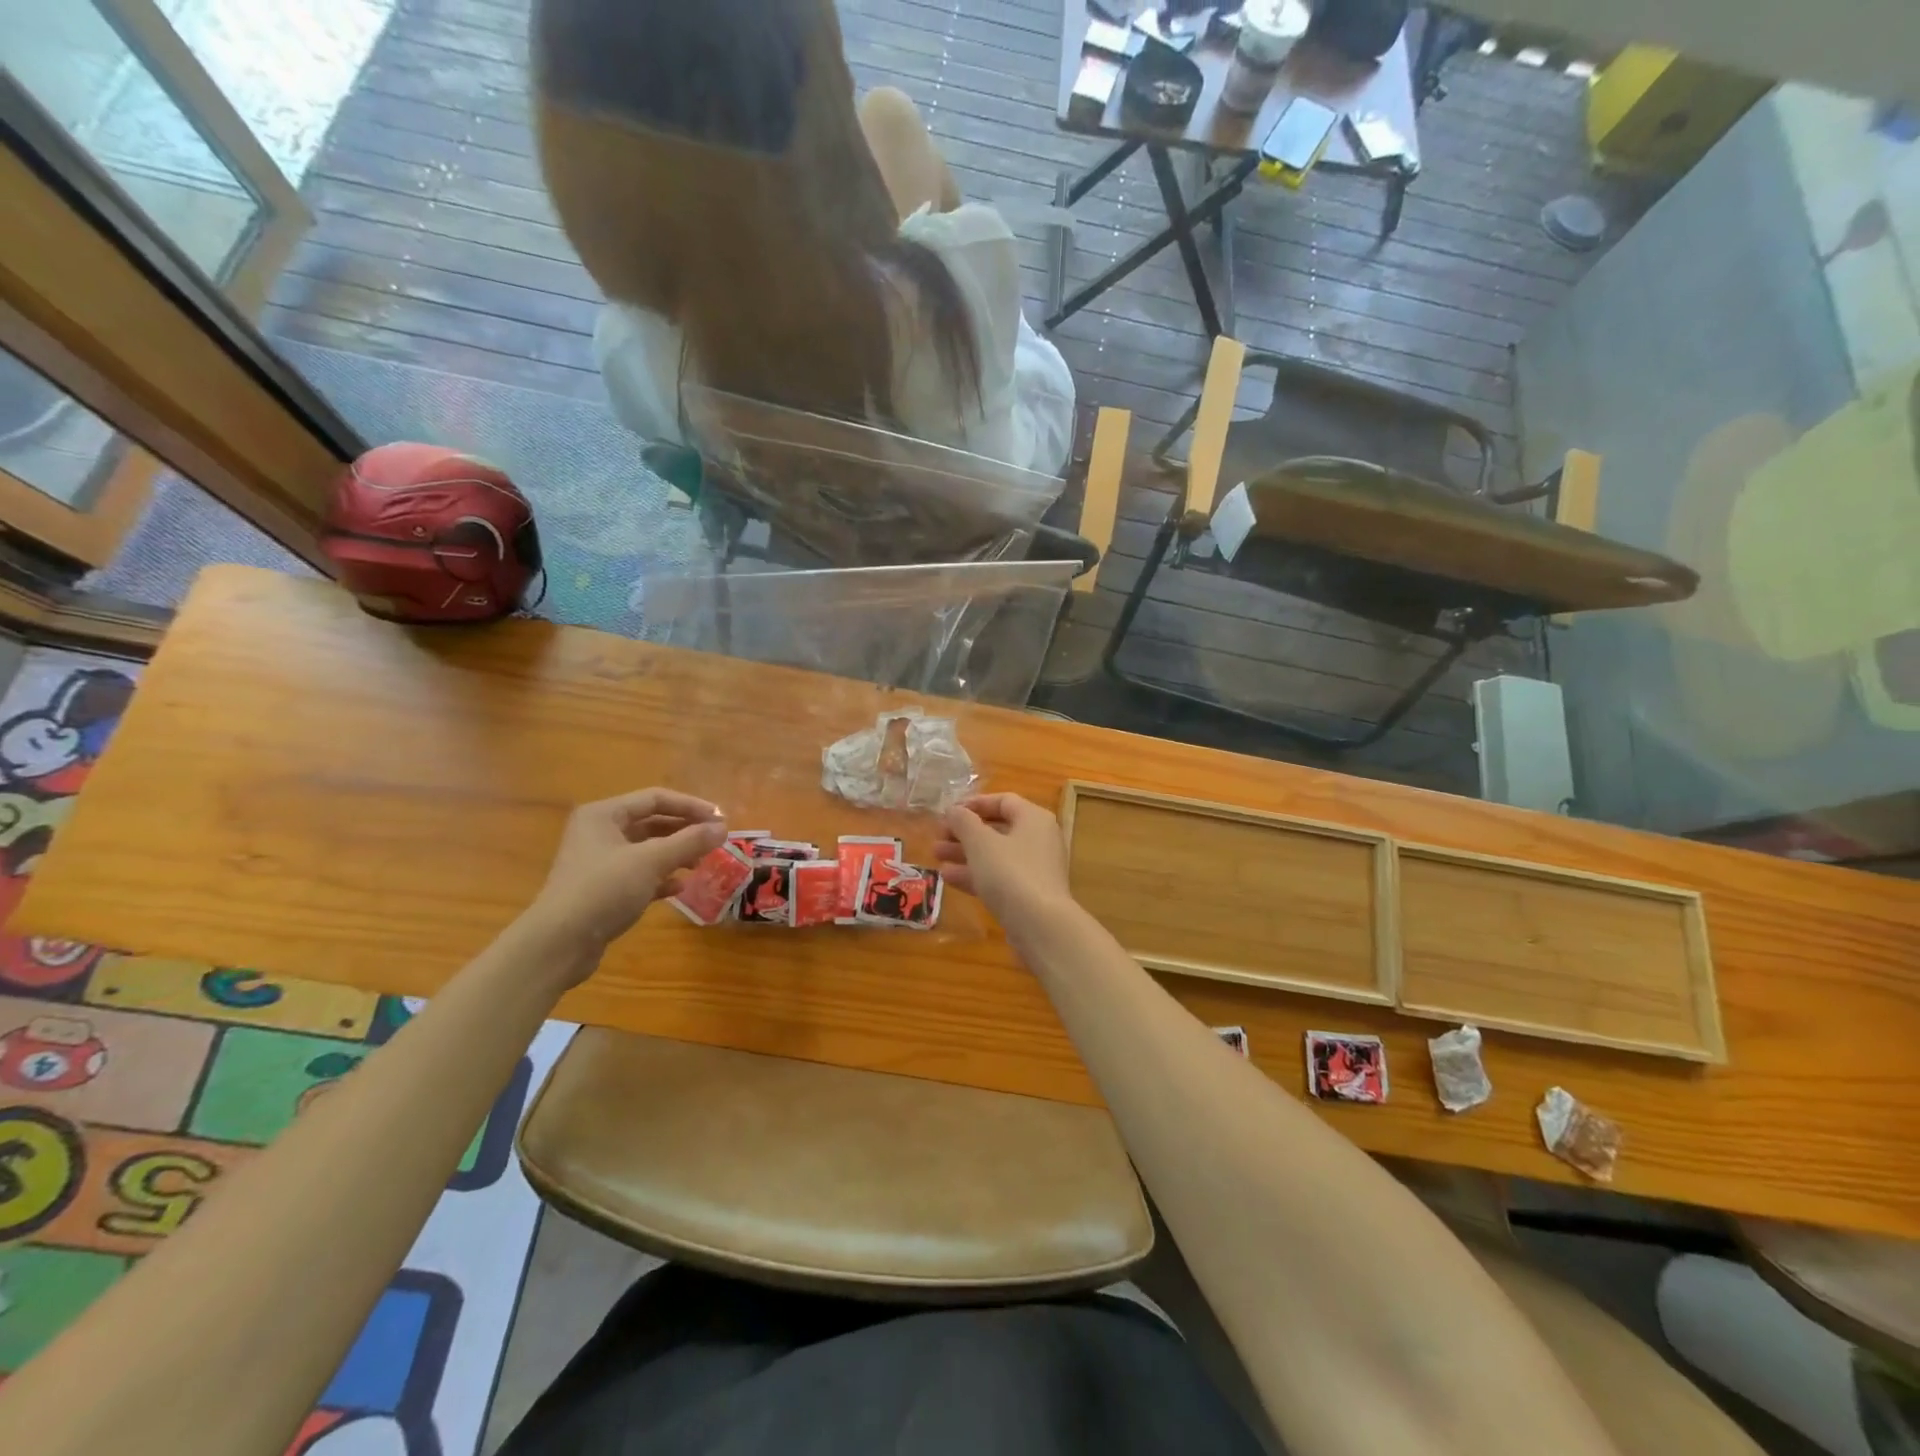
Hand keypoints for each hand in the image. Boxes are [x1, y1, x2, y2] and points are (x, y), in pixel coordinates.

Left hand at [525, 788, 725, 973]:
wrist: (558, 943)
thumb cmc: (604, 889)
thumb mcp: (651, 861)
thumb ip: (690, 841)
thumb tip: (723, 828)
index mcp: (604, 815)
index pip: (655, 799)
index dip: (690, 806)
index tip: (720, 819)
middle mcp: (599, 832)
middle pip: (652, 823)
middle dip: (685, 831)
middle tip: (715, 841)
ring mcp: (599, 862)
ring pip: (647, 849)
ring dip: (676, 854)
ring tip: (700, 864)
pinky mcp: (602, 889)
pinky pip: (639, 874)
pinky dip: (661, 877)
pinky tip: (679, 888)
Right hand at [933, 793, 1072, 928]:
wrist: (1040, 926)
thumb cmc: (1010, 873)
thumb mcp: (981, 842)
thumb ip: (964, 822)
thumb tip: (954, 810)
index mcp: (1033, 818)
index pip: (1003, 800)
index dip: (974, 803)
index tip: (948, 812)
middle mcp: (1038, 839)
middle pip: (997, 828)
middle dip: (964, 832)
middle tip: (937, 836)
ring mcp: (1035, 869)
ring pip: (995, 854)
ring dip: (965, 853)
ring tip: (935, 855)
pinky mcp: (1028, 894)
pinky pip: (999, 877)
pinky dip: (975, 874)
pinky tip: (948, 878)